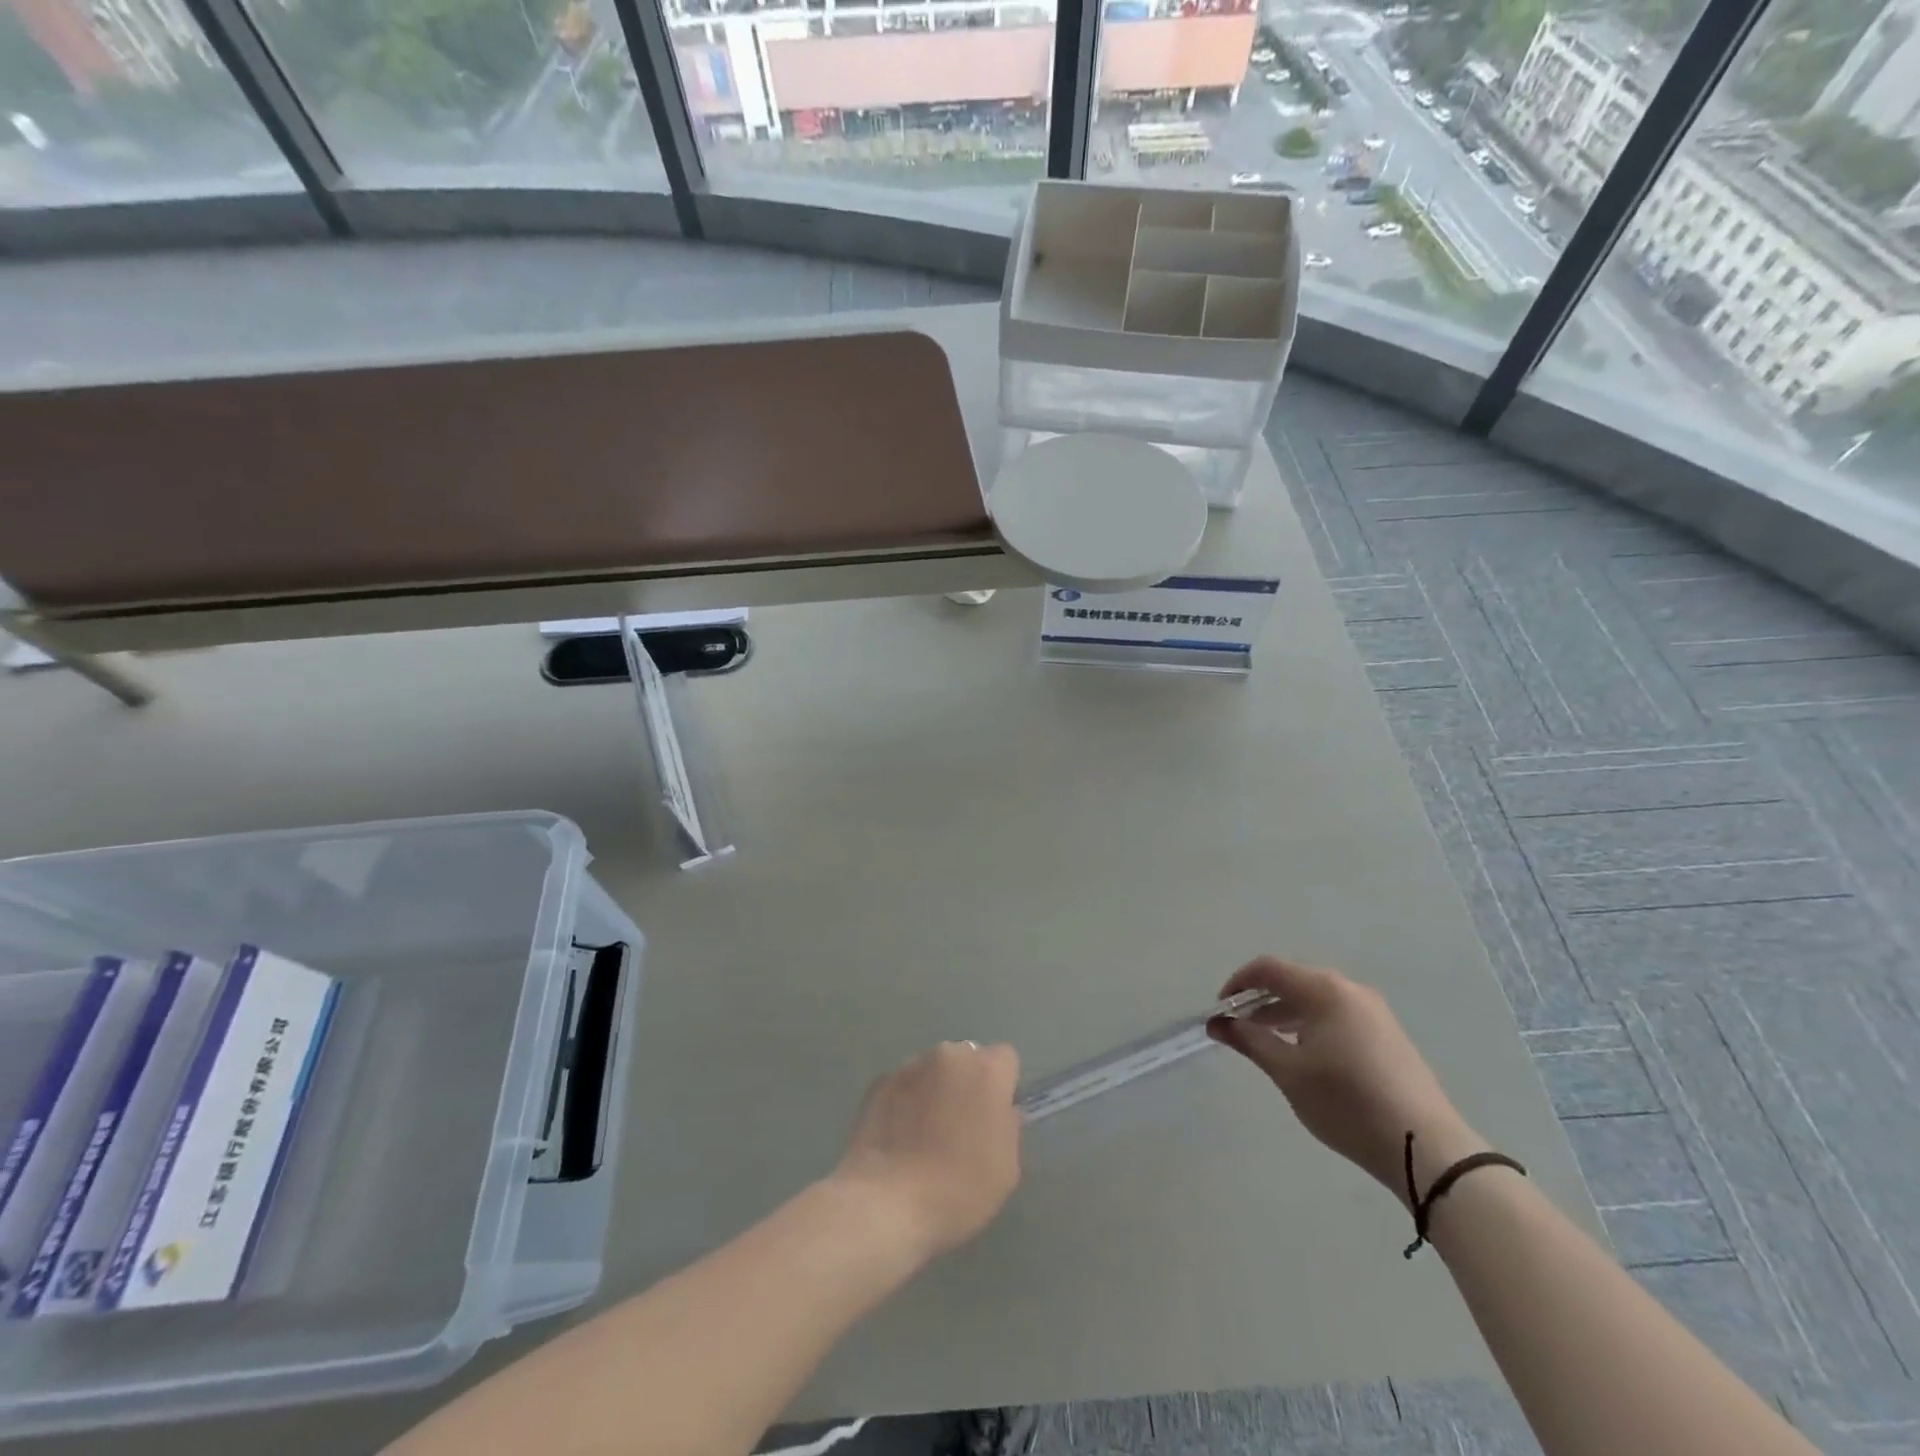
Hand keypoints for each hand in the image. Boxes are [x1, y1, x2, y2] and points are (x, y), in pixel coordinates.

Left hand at [832, 1041, 1022, 1258]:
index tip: (994, 1118)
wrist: (887, 1203)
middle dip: (967, 1084)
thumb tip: (998, 1112)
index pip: (1006, 1059)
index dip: (1003, 1087)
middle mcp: (949, 1055)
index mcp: (986, 1071)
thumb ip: (1008, 1126)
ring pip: (933, 1070)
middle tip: (960, 1127)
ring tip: (924, 1135)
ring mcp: (910, 1065)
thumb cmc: (958, 1189)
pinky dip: (906, 1101)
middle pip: (967, 1059)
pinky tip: (900, 1138)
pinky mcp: (879, 1082)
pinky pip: (904, 1085)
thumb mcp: (1007, 1168)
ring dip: (935, 1090)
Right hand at [1209, 957, 1487, 1205]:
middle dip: (1260, 999)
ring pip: (1316, 999)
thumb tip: (1217, 1023)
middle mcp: (1350, 989)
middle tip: (1239, 1028)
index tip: (1220, 1011)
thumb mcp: (1288, 1072)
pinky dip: (1310, 1024)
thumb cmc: (1346, 1103)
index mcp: (1324, 990)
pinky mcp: (1388, 1034)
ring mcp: (1374, 1011)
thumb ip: (1249, 1040)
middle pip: (1293, 980)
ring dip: (1285, 1013)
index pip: (1268, 969)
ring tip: (1267, 1043)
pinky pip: (1336, 1014)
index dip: (1238, 984)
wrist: (1426, 1148)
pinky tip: (1304, 1055)